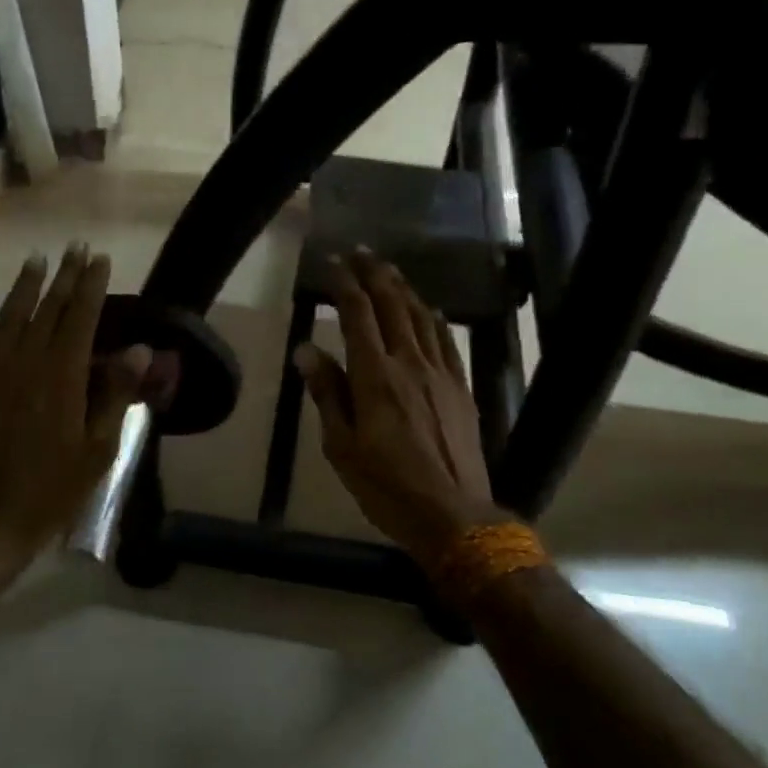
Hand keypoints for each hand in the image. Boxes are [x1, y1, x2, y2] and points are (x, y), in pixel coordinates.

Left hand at [0, 246, 151, 576]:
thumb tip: (140, 350)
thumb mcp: (99, 449)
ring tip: (35, 261)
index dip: (92, 285)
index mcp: (62, 375)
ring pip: (8, 317)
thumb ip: (115, 393)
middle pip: (48, 308)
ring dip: (24, 287)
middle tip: (75, 248)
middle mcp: (25, 362)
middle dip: (64, 276)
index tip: (100, 259)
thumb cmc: (52, 489)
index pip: (81, 317)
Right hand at [294, 250, 509, 562]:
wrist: (454, 515)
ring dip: (402, 288)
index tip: (333, 262)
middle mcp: (409, 362)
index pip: (358, 314)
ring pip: (420, 316)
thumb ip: (327, 392)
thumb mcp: (341, 446)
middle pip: (392, 304)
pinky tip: (427, 308)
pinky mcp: (460, 387)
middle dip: (374, 273)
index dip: (344, 283)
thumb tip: (306, 350)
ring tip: (388, 268)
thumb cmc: (387, 485)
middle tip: (360, 251)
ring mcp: (440, 373)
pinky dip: (433, 317)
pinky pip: (445, 340)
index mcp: (375, 375)